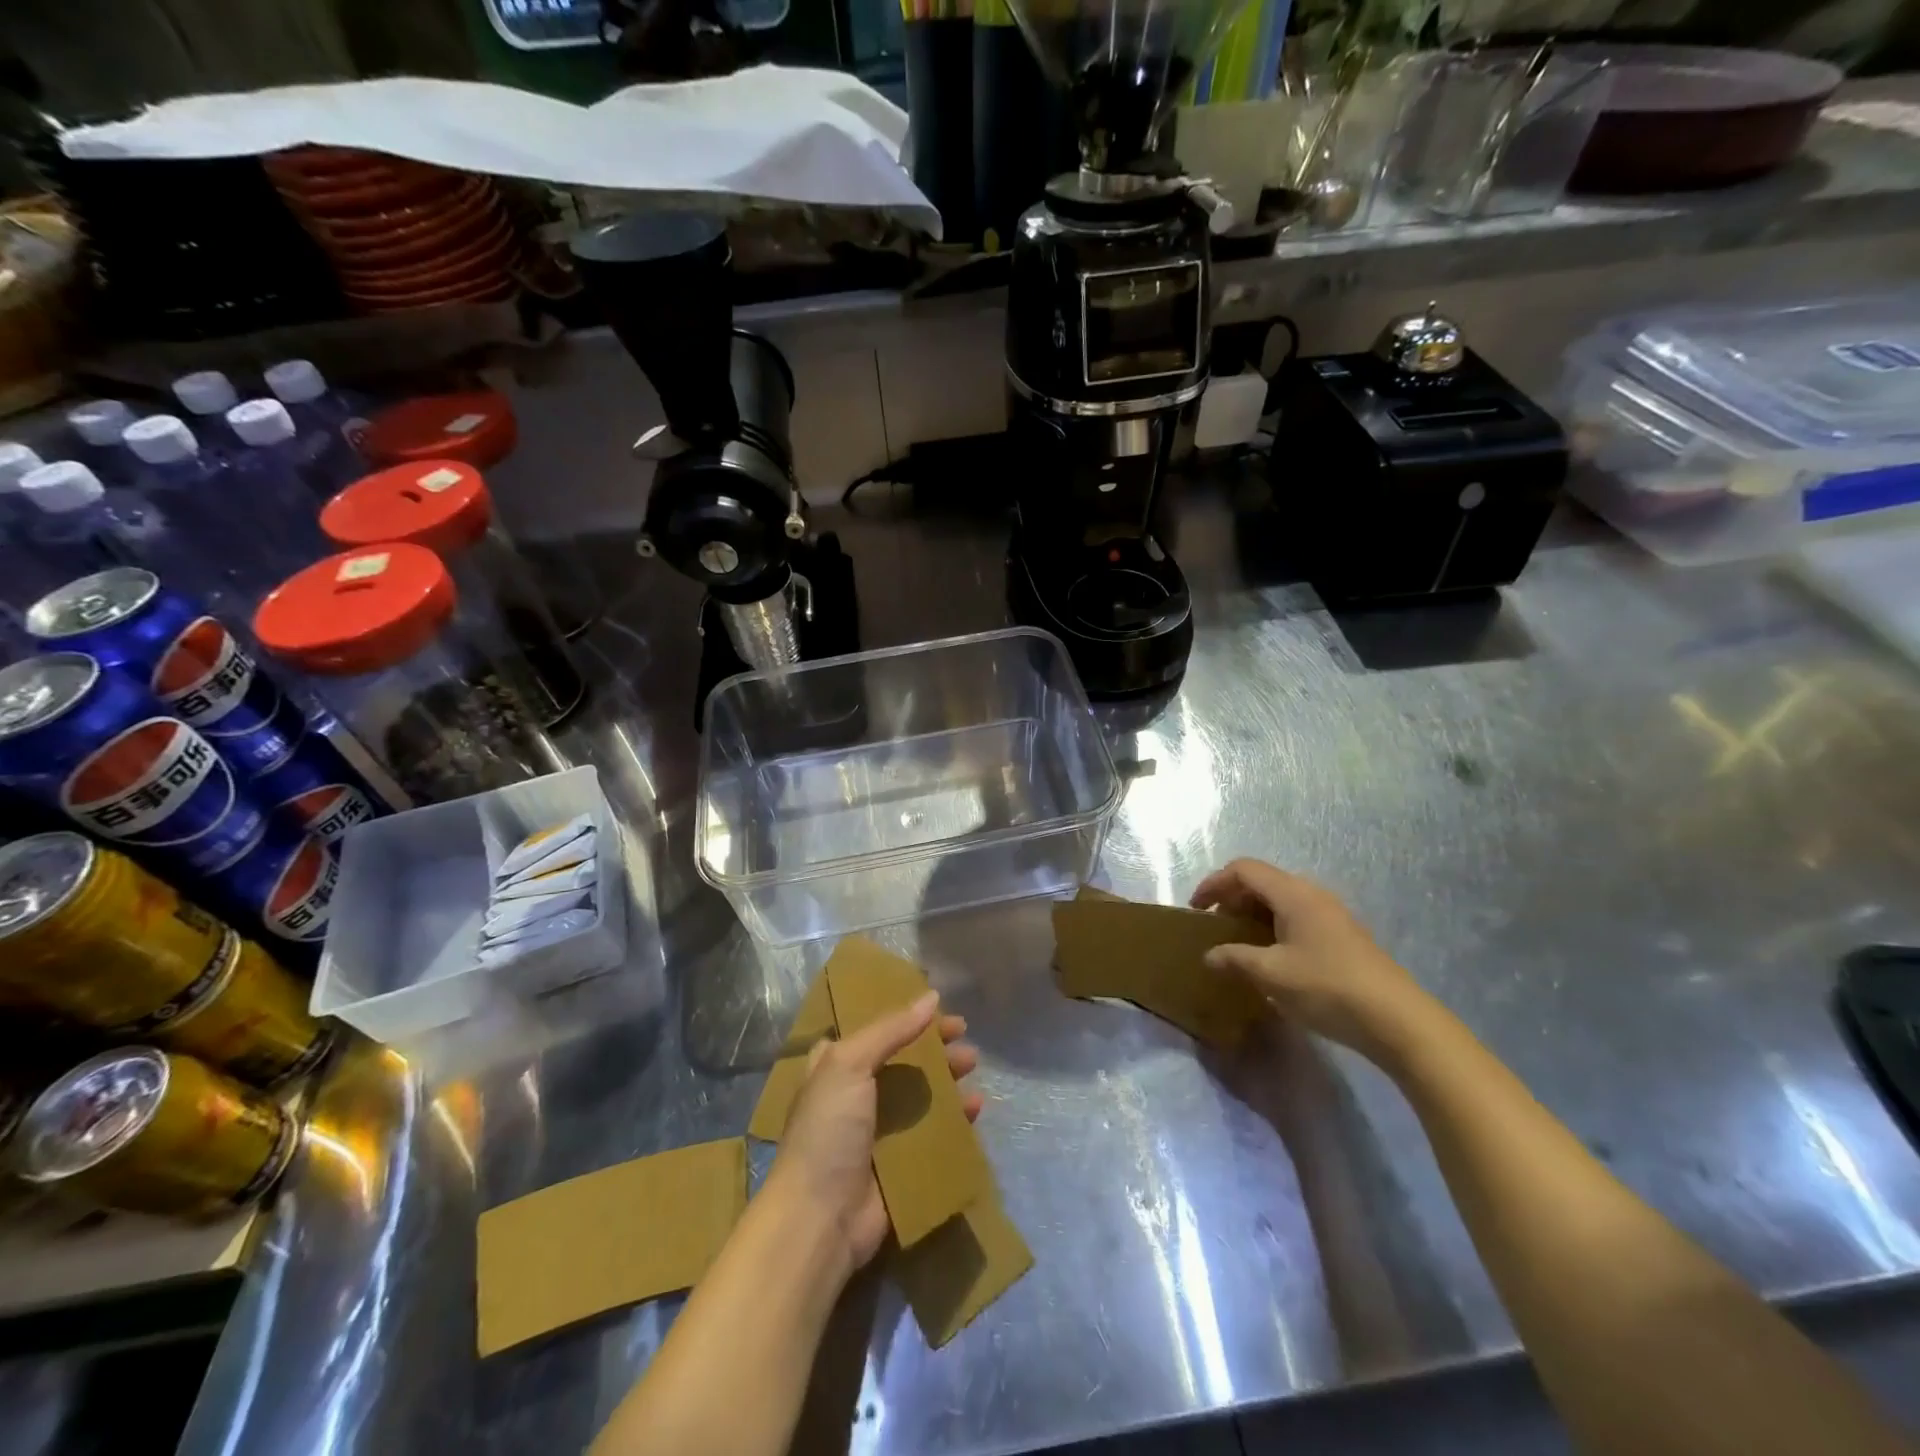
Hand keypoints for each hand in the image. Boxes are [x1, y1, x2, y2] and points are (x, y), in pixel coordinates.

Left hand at [765, 990, 981, 1277]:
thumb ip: (891, 1029)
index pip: (876, 1029)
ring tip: (973, 1068)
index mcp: (836, 1066)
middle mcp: (856, 1094)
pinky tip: (976, 1108)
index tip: (940, 1008)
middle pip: (904, 1059)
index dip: (906, 1015)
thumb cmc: (828, 1131)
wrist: (821, 1219)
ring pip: (922, 1094)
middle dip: (935, 1047)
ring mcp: (880, 1130)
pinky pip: (935, 1132)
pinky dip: (956, 1118)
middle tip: (965, 1039)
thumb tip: (932, 997)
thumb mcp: (848, 1064)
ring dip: (949, 1079)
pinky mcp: (901, 1163)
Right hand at [1190, 858, 1435, 1067]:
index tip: (1195, 910)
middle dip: (1232, 899)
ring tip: (1238, 943)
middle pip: (1262, 881)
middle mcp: (1312, 894)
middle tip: (1215, 927)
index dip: (1214, 884)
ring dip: (1253, 914)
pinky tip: (1271, 957)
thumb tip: (1209, 955)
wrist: (1397, 1020)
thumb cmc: (1327, 987)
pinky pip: (1296, 917)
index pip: (1244, 870)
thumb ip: (1234, 959)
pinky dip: (1273, 927)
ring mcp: (1331, 914)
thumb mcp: (1270, 974)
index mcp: (1293, 893)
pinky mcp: (1342, 936)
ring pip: (1280, 900)